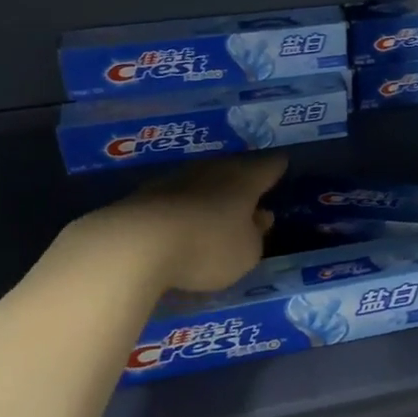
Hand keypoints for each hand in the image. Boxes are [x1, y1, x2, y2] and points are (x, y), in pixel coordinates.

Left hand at [97, 154, 286, 291]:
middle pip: (233, 171)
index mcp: (244, 181)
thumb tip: (260, 218)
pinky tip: (182, 222)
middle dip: (242, 180)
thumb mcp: (246, 253)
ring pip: (202, 182)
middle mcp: (212, 172)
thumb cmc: (207, 246)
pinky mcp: (145, 197)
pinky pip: (174, 199)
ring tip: (217, 209)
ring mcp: (175, 181)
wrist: (136, 243)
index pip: (267, 167)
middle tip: (251, 190)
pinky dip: (183, 208)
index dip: (276, 167)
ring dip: (210, 194)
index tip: (282, 163)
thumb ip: (255, 235)